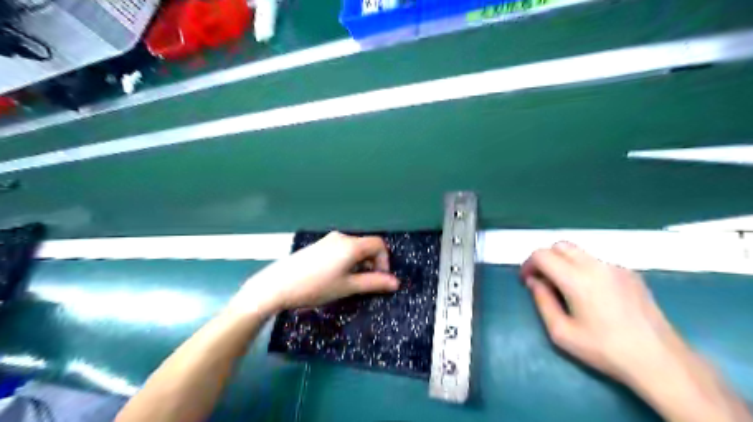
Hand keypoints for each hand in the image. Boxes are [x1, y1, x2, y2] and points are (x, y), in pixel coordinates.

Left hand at [228, 233, 398, 317]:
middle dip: (372, 264)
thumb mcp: (347, 287)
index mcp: (351, 245)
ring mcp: (328, 240)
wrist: (277, 285)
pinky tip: (335, 277)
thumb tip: (396, 283)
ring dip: (360, 264)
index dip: (385, 261)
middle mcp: (341, 237)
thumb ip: (373, 283)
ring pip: (354, 249)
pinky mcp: (318, 246)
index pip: (379, 244)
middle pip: (367, 246)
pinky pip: (341, 250)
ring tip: (349, 283)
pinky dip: (347, 261)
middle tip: (365, 284)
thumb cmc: (316, 286)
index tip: (379, 280)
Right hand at [521, 242, 687, 383]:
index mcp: (576, 279)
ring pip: (579, 252)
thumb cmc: (605, 350)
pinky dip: (584, 269)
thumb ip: (542, 301)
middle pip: (560, 246)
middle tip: (544, 281)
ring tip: (566, 288)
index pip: (542, 255)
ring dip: (564, 263)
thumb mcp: (561, 333)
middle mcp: (595, 265)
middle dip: (546, 259)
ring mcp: (615, 267)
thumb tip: (534, 282)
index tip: (527, 281)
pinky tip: (592, 294)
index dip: (529, 264)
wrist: (659, 360)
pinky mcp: (630, 273)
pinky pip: (597, 262)